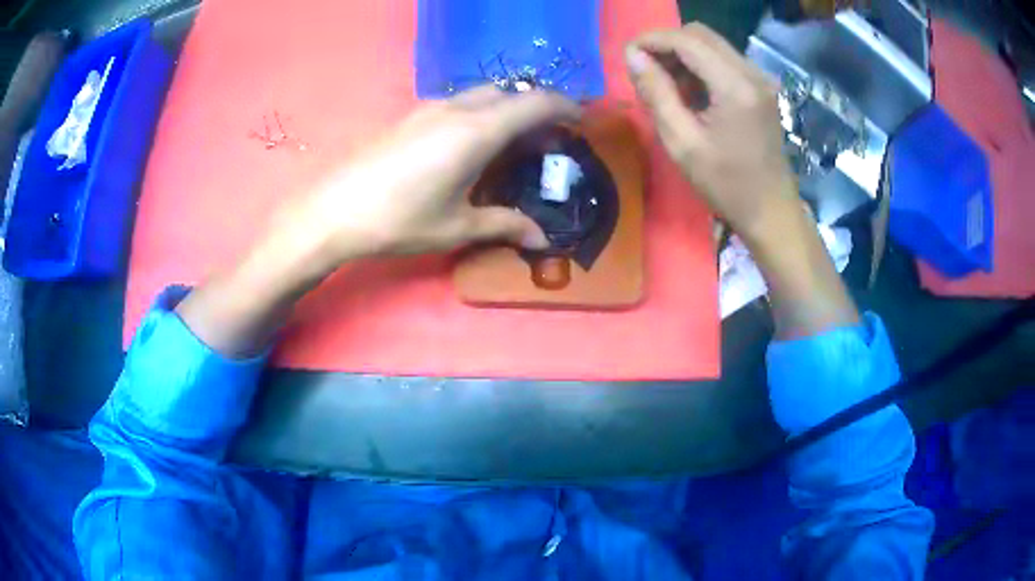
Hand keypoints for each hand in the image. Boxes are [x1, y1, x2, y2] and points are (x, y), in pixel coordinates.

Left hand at [284, 86, 580, 265]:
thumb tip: (542, 239)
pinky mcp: (409, 117)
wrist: (333, 211)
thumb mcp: (457, 226)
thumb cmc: (399, 220)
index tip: (582, 120)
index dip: (566, 107)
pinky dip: (479, 115)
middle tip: (547, 141)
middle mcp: (457, 108)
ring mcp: (429, 108)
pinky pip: (457, 103)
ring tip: (511, 145)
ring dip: (506, 111)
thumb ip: (504, 225)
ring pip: (482, 95)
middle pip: (510, 93)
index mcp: (478, 131)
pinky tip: (469, 147)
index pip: (536, 103)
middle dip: (536, 109)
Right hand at [625, 23, 798, 239]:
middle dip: (667, 45)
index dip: (652, 40)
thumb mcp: (682, 143)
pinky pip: (724, 60)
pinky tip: (691, 92)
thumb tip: (633, 57)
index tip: (628, 56)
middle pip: (700, 34)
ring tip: (666, 85)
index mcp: (735, 86)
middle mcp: (752, 73)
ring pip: (712, 45)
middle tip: (646, 71)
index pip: (687, 41)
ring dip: (683, 55)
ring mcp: (760, 79)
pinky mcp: (761, 88)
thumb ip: (656, 93)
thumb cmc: (726, 185)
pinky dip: (701, 66)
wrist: (771, 211)